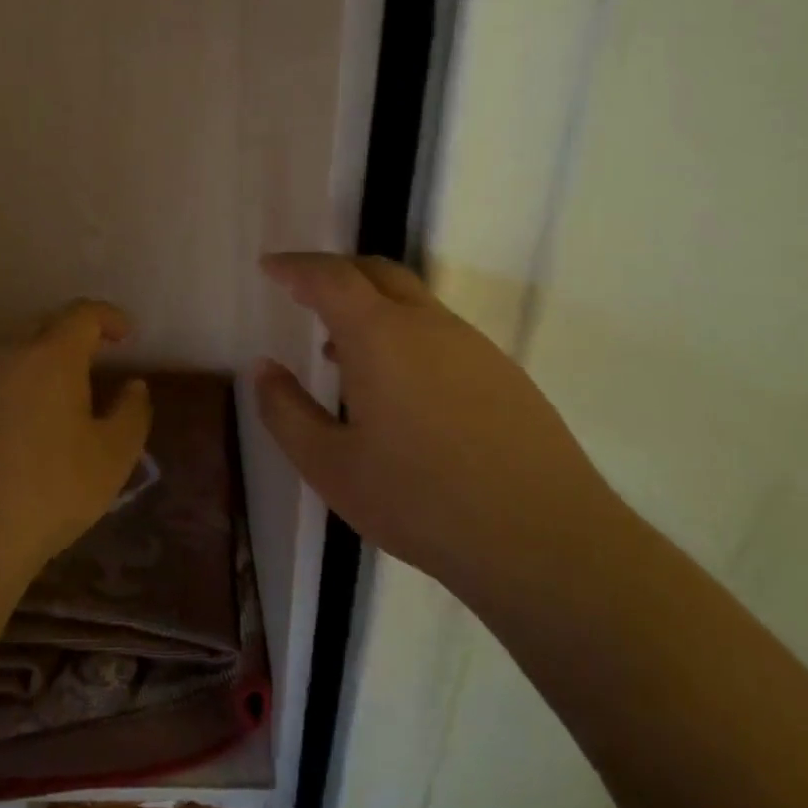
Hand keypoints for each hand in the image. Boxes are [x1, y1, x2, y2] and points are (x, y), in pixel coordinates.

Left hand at [0, 300, 151, 576]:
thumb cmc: (50, 491)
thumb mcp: (113, 458)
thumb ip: (132, 413)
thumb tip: (134, 386)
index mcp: (51, 356)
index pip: (83, 314)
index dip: (109, 317)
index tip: (127, 335)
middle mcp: (8, 356)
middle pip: (44, 327)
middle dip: (74, 336)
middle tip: (97, 359)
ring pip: (14, 357)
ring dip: (41, 365)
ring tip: (61, 396)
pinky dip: (14, 393)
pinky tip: (21, 431)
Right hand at [253, 254, 618, 599]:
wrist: (545, 541)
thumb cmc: (420, 501)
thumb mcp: (329, 465)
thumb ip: (285, 411)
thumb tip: (262, 368)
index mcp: (380, 336)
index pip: (330, 277)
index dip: (295, 266)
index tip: (270, 266)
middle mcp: (428, 324)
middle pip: (376, 272)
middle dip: (334, 272)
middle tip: (303, 293)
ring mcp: (473, 346)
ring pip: (412, 302)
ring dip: (370, 307)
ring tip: (341, 352)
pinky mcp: (504, 374)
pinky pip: (440, 332)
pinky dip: (404, 334)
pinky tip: (399, 389)